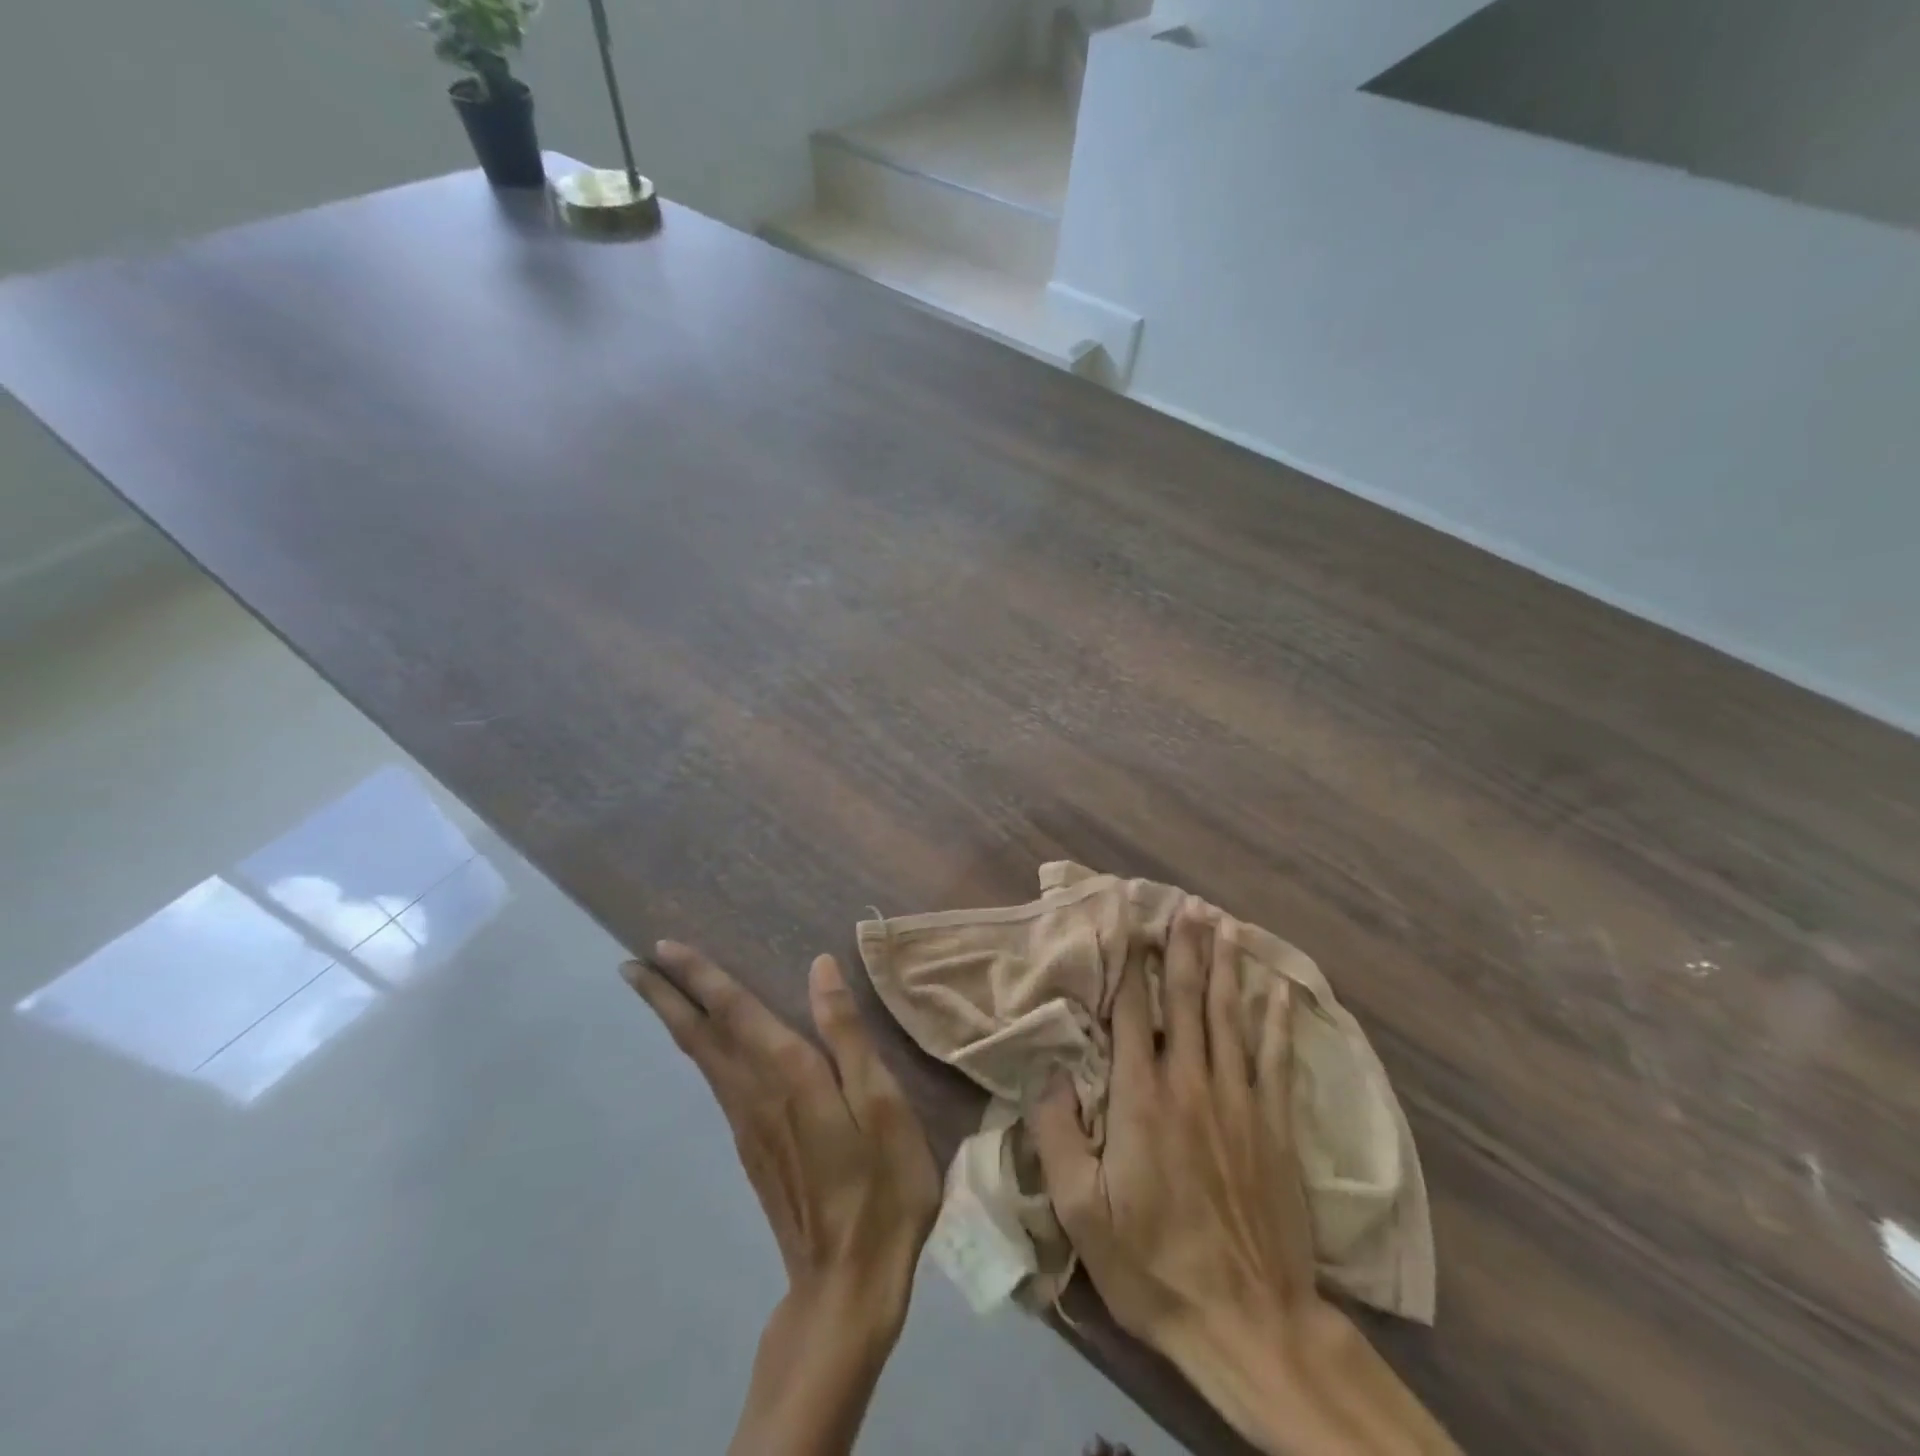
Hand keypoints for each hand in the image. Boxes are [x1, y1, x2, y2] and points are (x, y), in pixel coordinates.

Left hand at [624, 942, 941, 1455]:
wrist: (847, 1284)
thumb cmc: (880, 1187)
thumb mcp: (881, 1103)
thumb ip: (847, 1033)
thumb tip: (820, 967)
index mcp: (790, 1075)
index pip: (734, 1011)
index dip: (700, 976)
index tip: (662, 947)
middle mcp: (755, 1093)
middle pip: (700, 1035)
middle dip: (665, 996)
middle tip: (629, 964)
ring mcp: (747, 1125)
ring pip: (701, 1059)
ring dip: (674, 1019)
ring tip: (655, 991)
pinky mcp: (750, 1148)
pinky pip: (715, 1081)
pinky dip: (698, 1049)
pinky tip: (703, 1044)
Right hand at [1028, 899, 1318, 1357]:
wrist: (1248, 1324)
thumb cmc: (1153, 1265)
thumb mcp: (1081, 1212)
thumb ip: (1057, 1134)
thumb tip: (1048, 1072)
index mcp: (1141, 1099)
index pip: (1134, 1013)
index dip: (1131, 964)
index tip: (1131, 922)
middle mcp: (1191, 1084)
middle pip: (1187, 1000)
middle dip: (1185, 948)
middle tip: (1188, 904)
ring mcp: (1239, 1102)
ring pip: (1230, 1016)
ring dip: (1226, 966)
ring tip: (1225, 924)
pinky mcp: (1275, 1126)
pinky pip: (1276, 1057)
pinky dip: (1276, 1018)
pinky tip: (1276, 987)